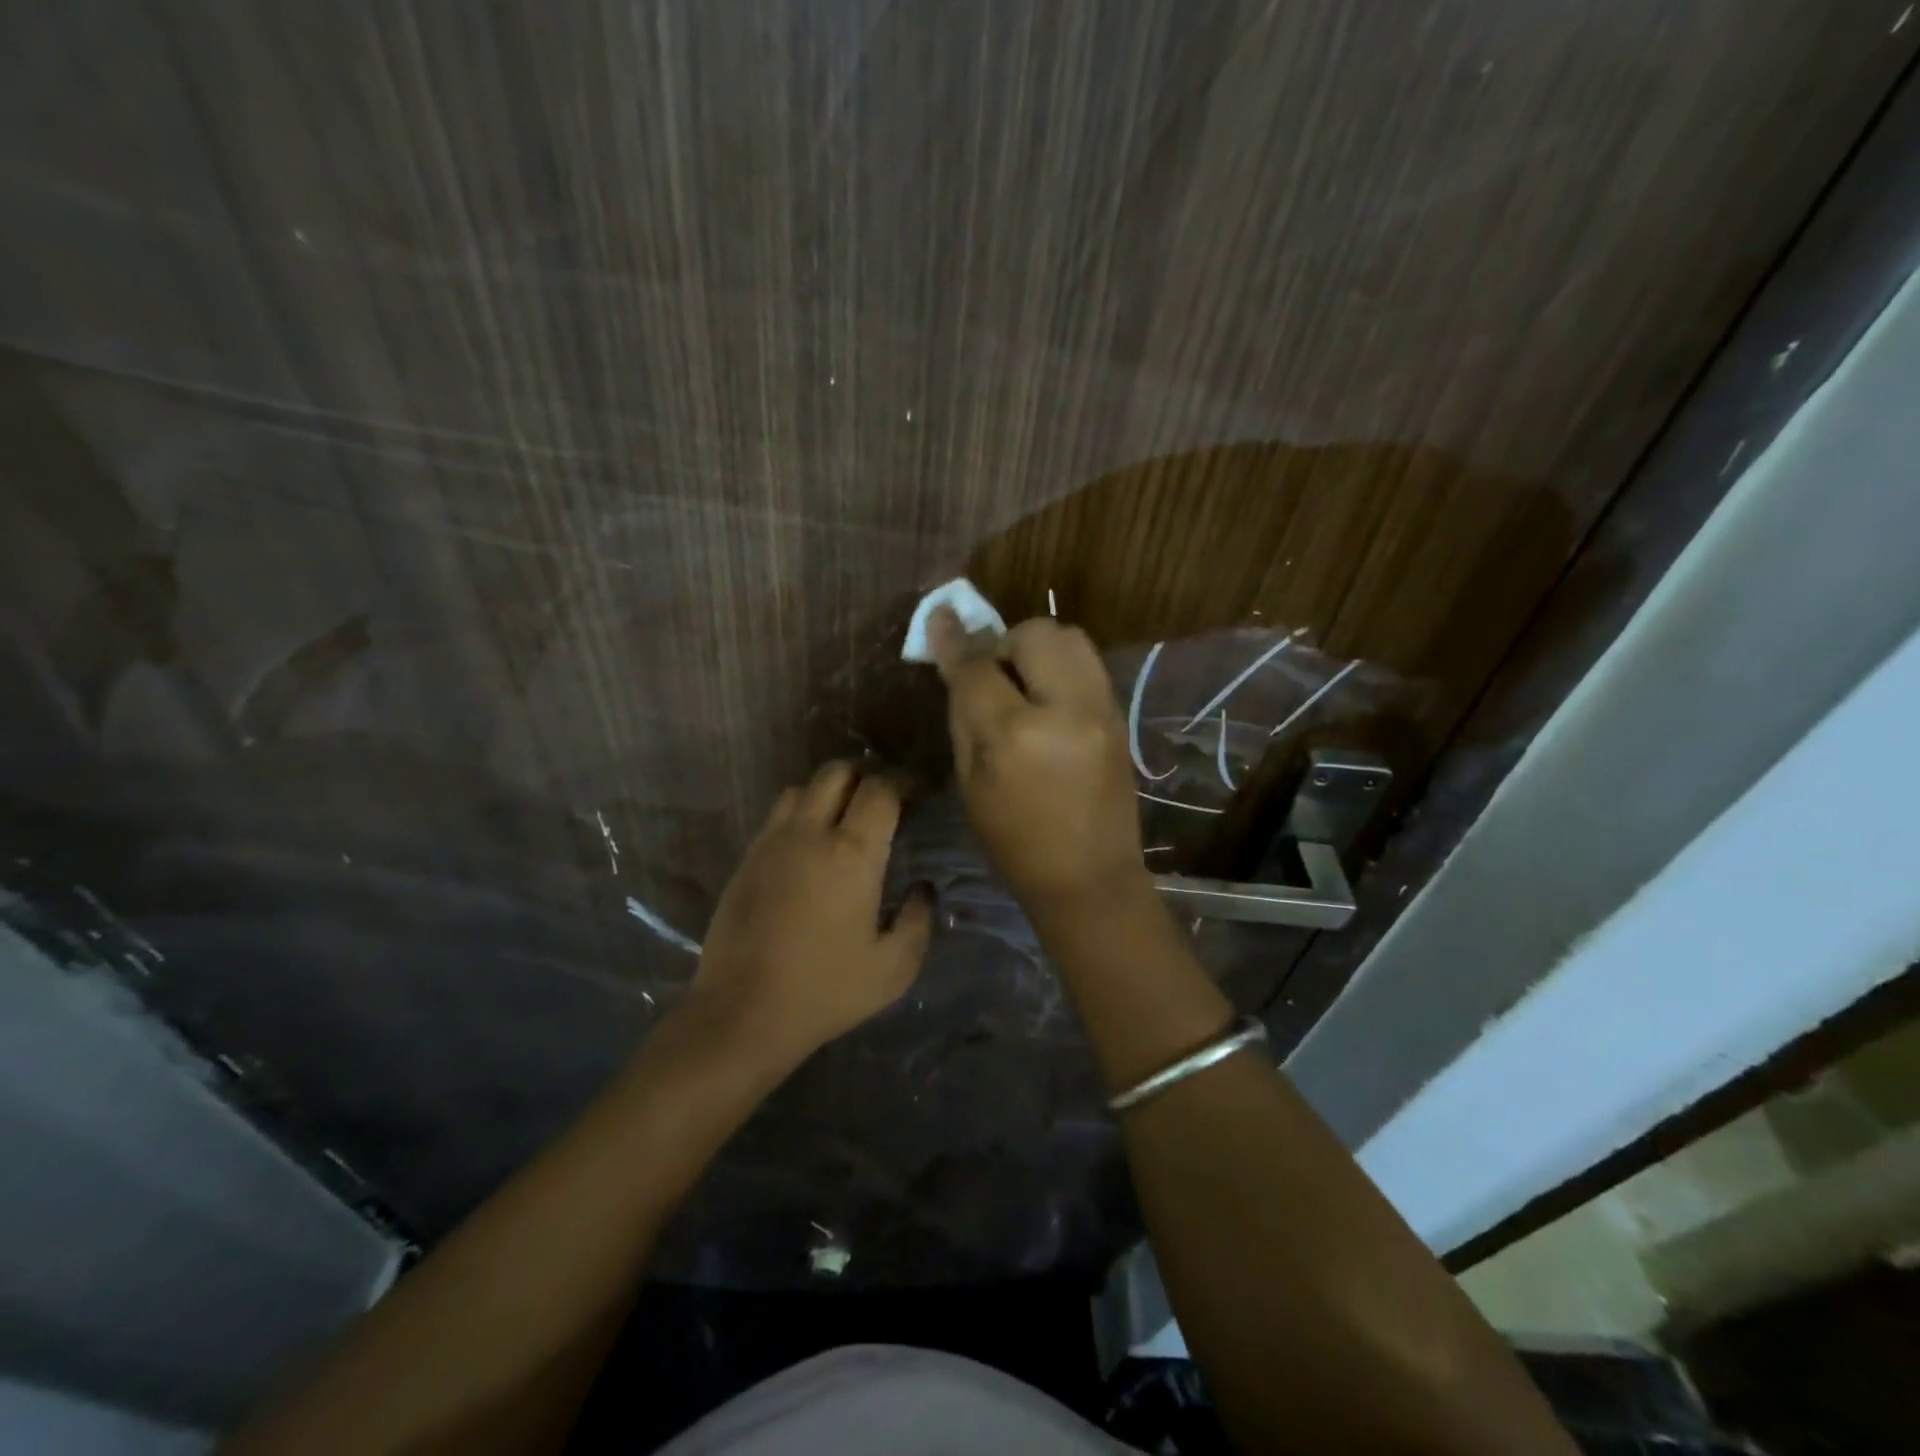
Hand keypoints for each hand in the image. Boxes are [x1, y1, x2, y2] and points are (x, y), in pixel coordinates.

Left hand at [683, 761, 932, 1071]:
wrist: (742, 1013)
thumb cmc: (826, 991)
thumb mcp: (894, 968)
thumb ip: (918, 920)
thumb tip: (923, 889)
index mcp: (852, 853)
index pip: (881, 789)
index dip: (903, 783)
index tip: (917, 795)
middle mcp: (810, 833)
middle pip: (837, 772)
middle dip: (865, 776)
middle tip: (882, 802)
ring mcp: (771, 842)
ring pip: (802, 788)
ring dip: (828, 792)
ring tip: (843, 819)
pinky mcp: (746, 859)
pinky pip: (777, 815)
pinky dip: (800, 814)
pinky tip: (808, 847)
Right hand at [927, 606, 1148, 911]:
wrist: (1090, 878)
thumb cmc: (1014, 843)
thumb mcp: (971, 784)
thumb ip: (963, 716)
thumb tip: (956, 664)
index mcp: (1016, 736)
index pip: (978, 667)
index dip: (953, 641)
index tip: (939, 617)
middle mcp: (1065, 709)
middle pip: (1034, 633)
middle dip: (1005, 643)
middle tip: (992, 675)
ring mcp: (1101, 709)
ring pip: (1069, 637)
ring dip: (1036, 648)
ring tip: (1023, 684)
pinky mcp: (1118, 715)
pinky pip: (1086, 663)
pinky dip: (1060, 666)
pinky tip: (1047, 699)